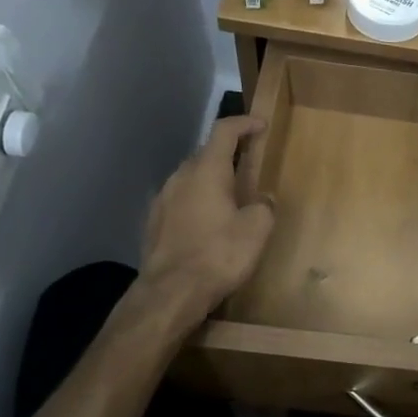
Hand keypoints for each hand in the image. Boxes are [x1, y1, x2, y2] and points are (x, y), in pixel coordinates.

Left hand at [137, 116, 275, 316]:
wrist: (170, 293)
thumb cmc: (218, 254)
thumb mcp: (257, 229)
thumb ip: (264, 206)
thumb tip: (262, 199)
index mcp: (206, 171)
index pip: (224, 131)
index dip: (244, 123)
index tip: (260, 124)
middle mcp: (180, 177)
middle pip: (205, 153)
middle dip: (228, 154)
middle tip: (249, 164)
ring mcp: (162, 200)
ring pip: (190, 178)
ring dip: (211, 180)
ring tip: (230, 196)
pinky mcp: (153, 223)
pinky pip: (180, 201)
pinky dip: (197, 201)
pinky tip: (208, 223)